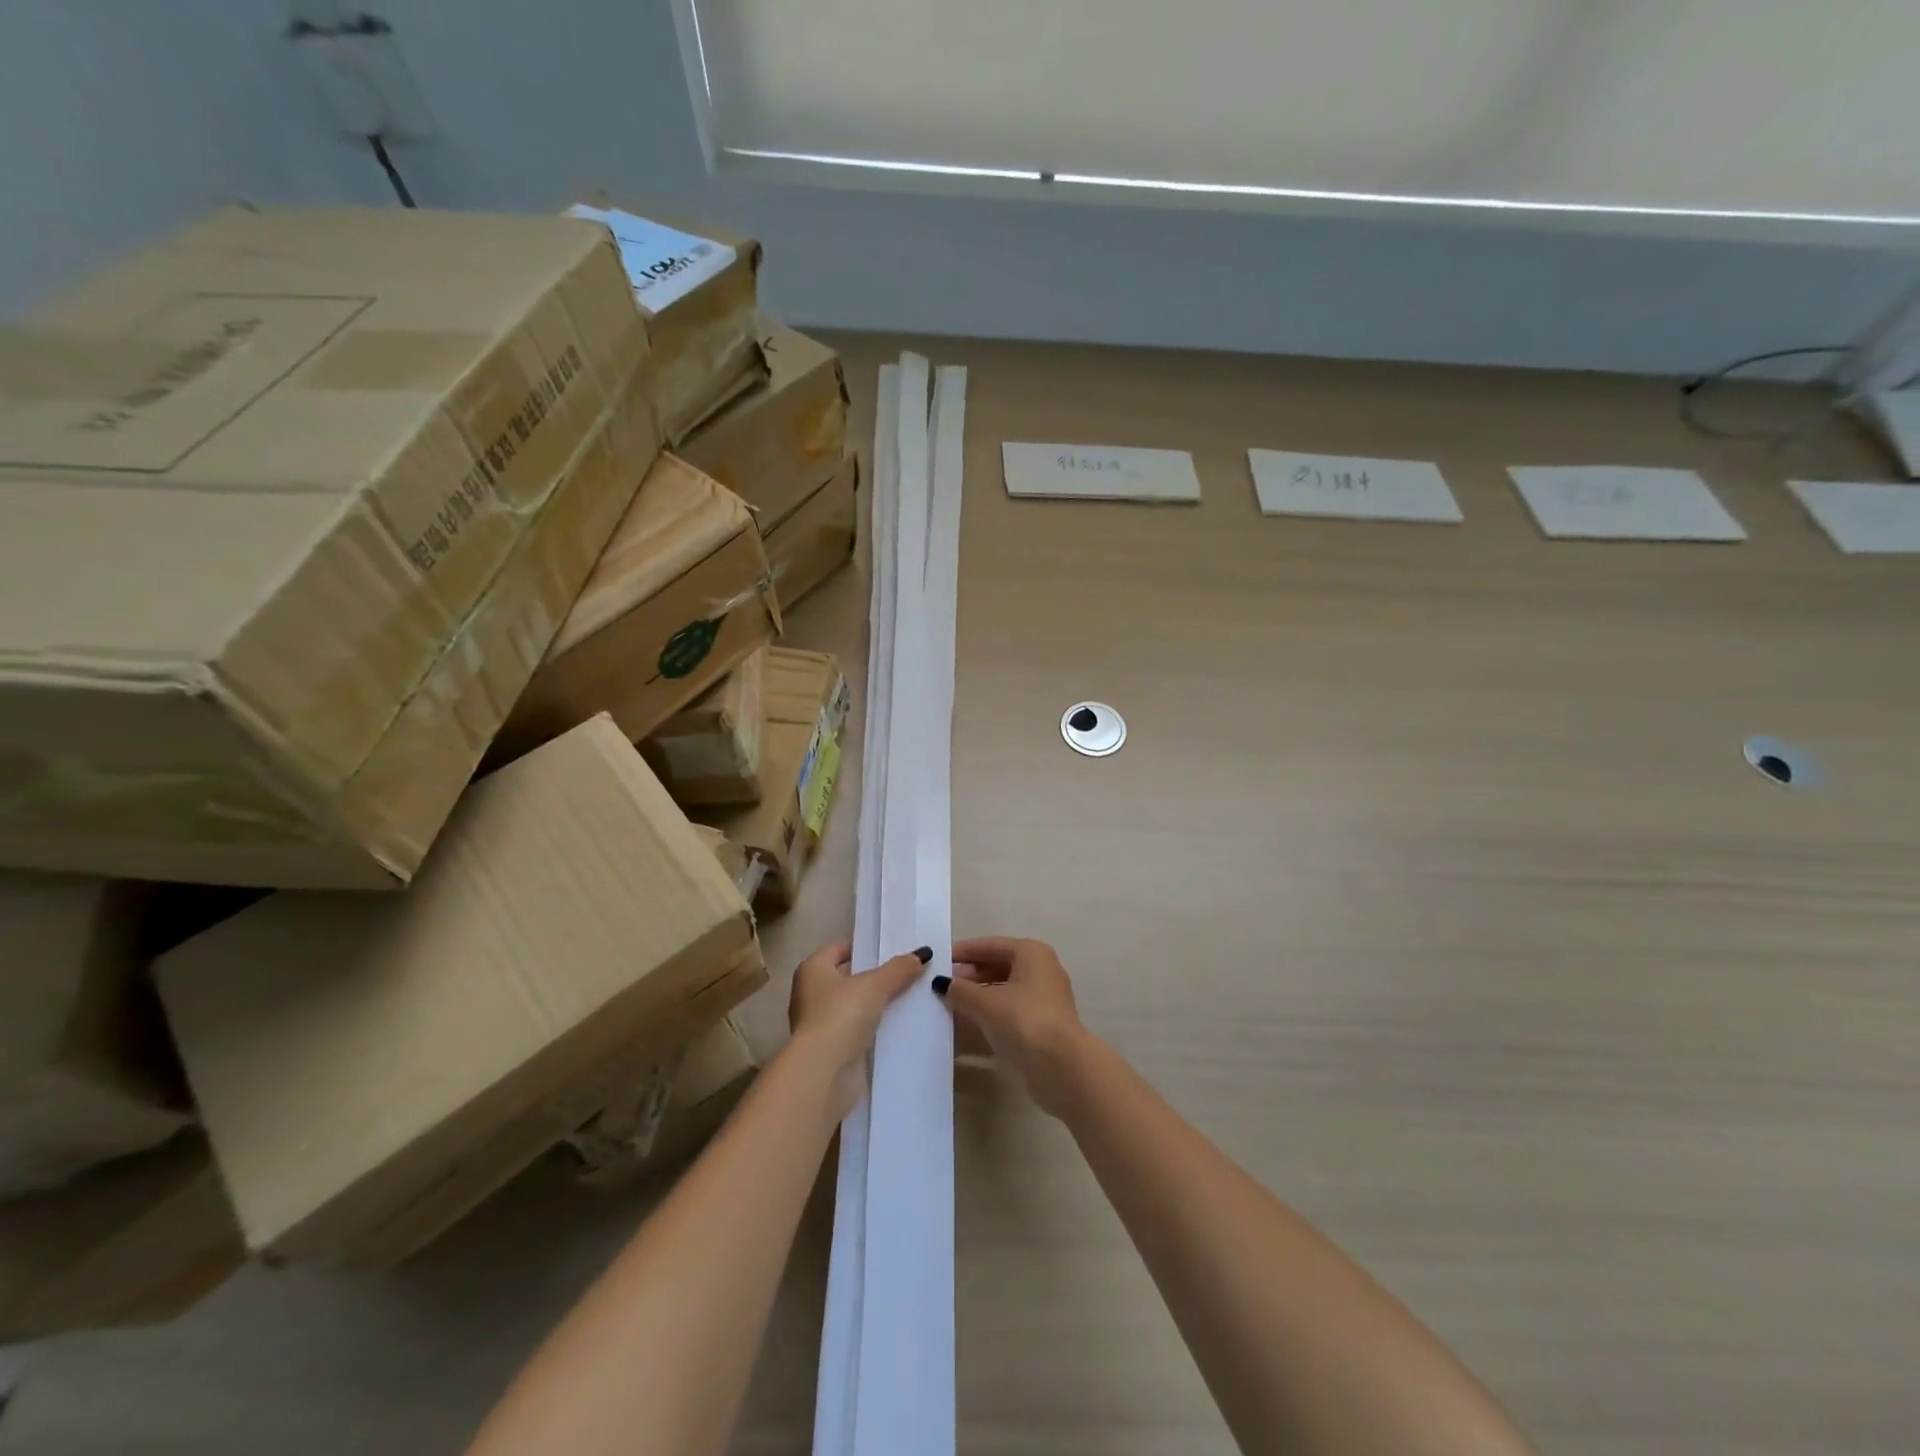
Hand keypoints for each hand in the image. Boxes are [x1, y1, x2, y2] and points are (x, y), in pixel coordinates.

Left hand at [788, 940, 929, 1120]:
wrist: (824, 1072)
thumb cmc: (841, 1015)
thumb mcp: (875, 985)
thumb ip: (899, 968)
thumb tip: (923, 953)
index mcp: (812, 969)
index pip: (840, 948)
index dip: (865, 946)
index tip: (892, 946)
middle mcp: (810, 993)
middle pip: (848, 977)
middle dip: (875, 975)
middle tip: (907, 970)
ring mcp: (819, 1024)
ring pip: (854, 1005)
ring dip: (876, 1003)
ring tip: (909, 995)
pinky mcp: (831, 1049)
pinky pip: (857, 1029)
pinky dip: (874, 1026)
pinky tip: (899, 1024)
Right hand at [934, 937, 1088, 1115]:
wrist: (1062, 1067)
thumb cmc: (1023, 1021)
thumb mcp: (985, 1003)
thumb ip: (961, 990)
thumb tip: (943, 984)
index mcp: (1031, 953)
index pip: (991, 945)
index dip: (964, 952)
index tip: (940, 960)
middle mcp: (1042, 969)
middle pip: (1000, 965)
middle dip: (971, 974)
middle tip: (944, 985)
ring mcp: (1046, 997)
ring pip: (1006, 988)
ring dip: (980, 994)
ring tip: (953, 1004)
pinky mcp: (1046, 1022)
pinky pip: (1012, 1008)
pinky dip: (992, 1011)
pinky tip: (972, 1022)